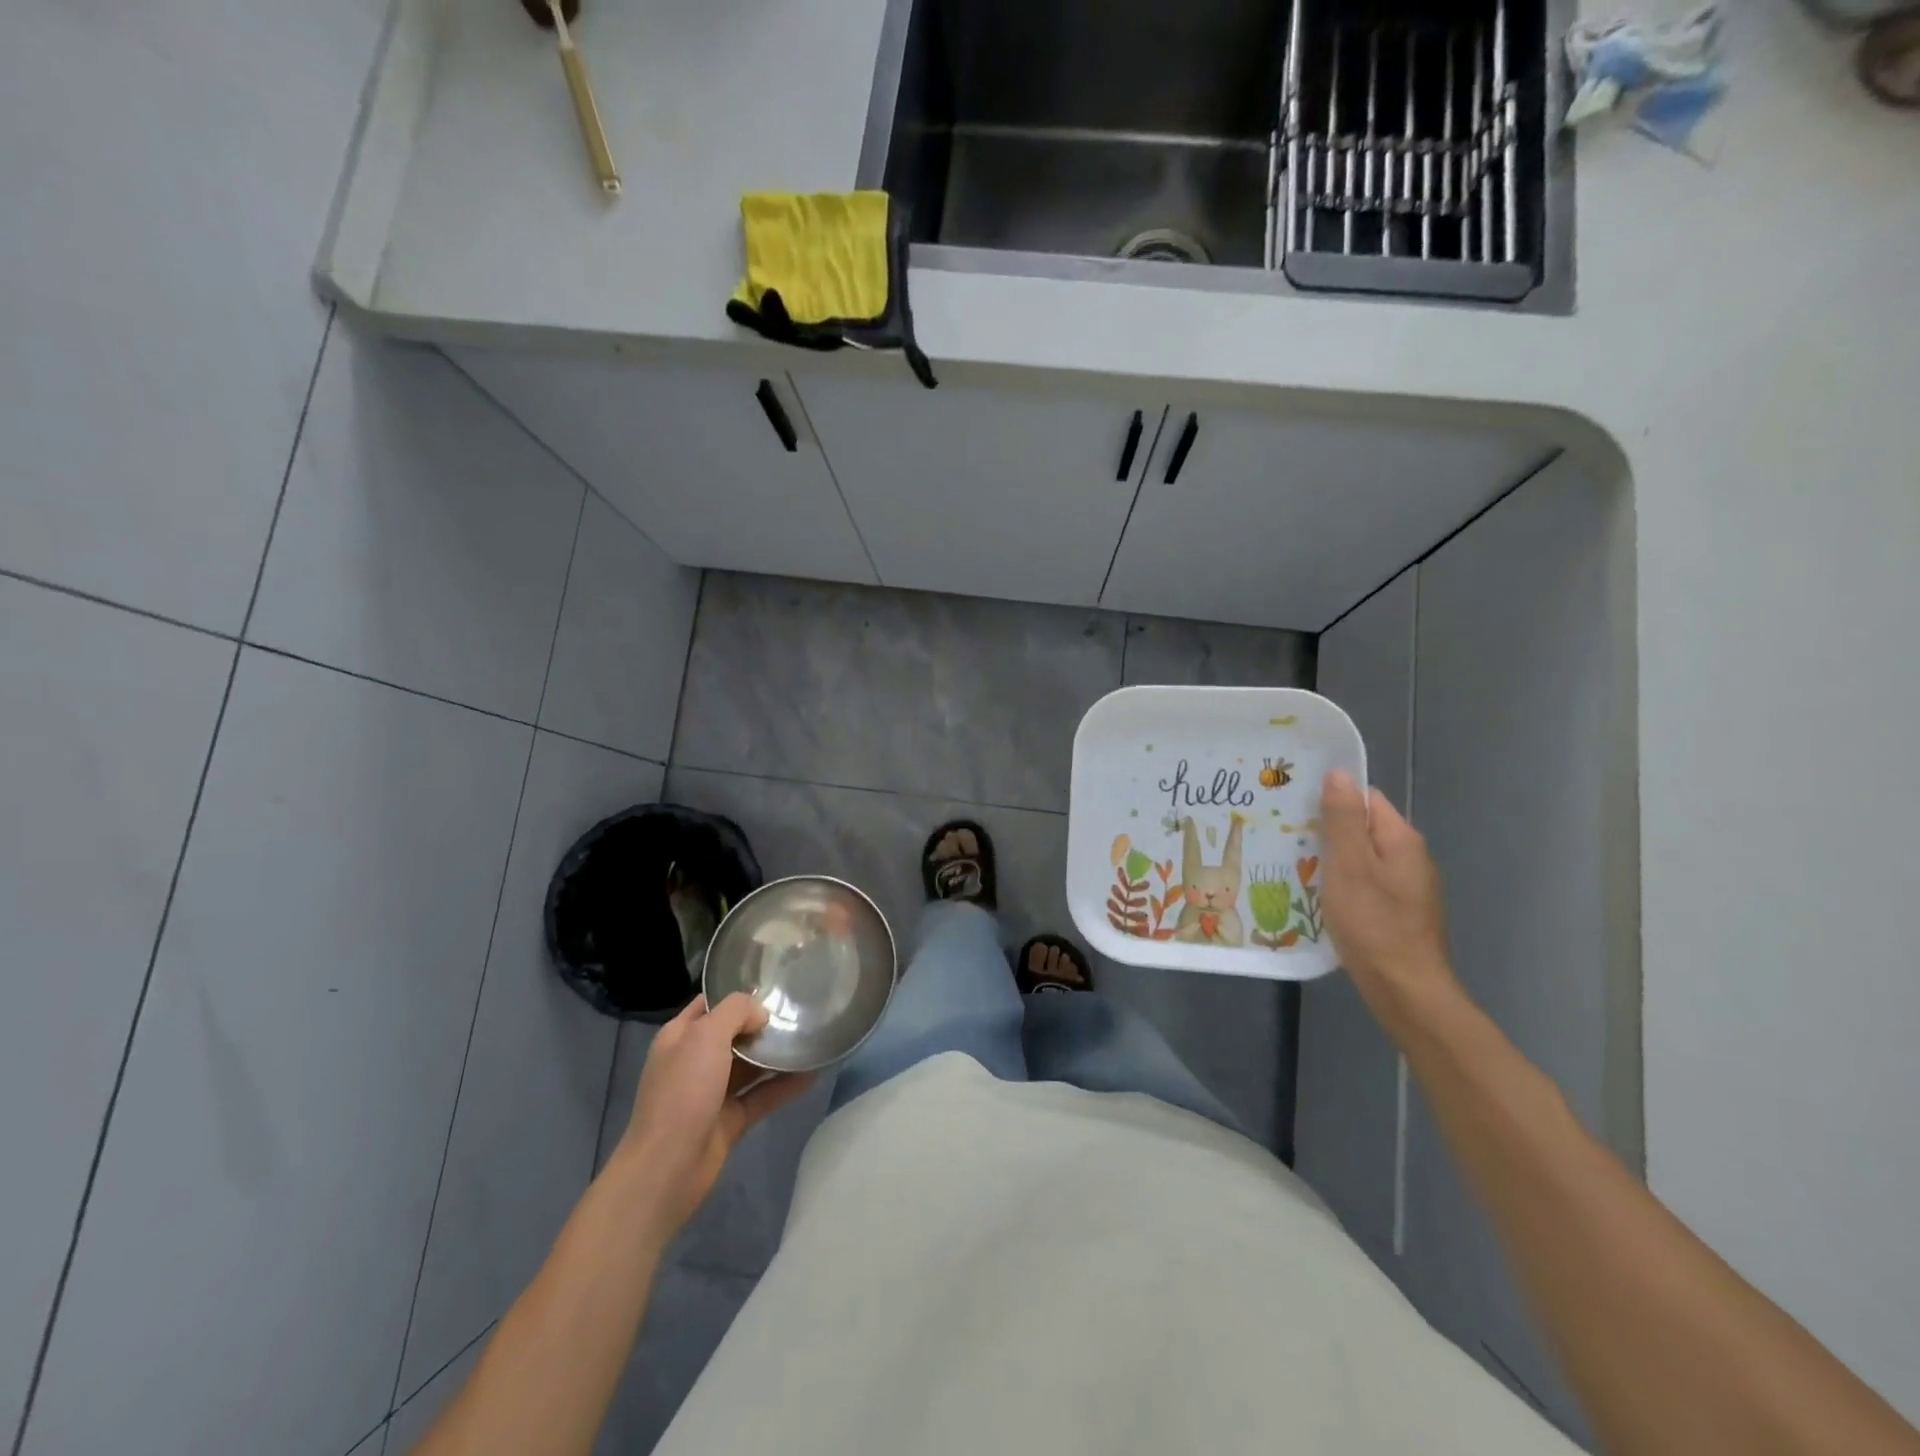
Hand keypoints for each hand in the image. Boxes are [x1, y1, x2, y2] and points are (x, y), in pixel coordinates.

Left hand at [614, 993, 812, 1238]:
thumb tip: (760, 1015)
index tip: (774, 985)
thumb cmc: (683, 1091)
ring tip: (811, 1037)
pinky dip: (785, 1085)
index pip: (711, 1004)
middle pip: (734, 1033)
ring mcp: (713, 1092)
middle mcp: (695, 1060)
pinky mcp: (731, 1120)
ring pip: (750, 1065)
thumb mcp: (705, 1036)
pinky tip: (812, 1073)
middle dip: (763, 1023)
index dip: (738, 994)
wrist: (667, 1168)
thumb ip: (736, 1012)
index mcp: (680, 1036)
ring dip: (776, 1053)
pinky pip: (762, 1095)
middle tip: (799, 1010)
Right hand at [1319, 770, 1456, 1009]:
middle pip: (1363, 828)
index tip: (1296, 811)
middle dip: (1326, 832)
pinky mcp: (1399, 912)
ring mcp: (1408, 888)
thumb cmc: (1373, 923)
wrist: (1405, 990)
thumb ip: (1343, 819)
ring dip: (1331, 861)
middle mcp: (1410, 858)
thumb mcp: (1349, 866)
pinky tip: (1319, 899)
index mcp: (1401, 839)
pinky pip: (1365, 884)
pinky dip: (1342, 885)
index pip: (1366, 799)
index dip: (1332, 800)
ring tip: (1295, 868)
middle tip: (1287, 840)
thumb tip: (1338, 773)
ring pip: (1361, 859)